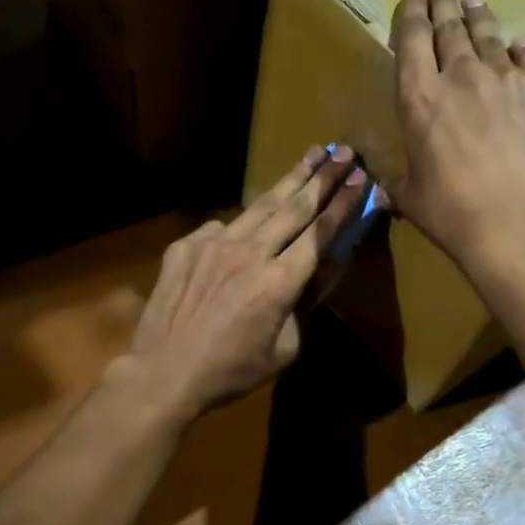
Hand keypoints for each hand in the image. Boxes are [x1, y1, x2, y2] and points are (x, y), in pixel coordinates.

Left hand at [126, 145, 368, 422]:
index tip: (361, 178)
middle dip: (323, 177)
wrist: (163, 372)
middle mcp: (249, 252)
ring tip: (310, 156)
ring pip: (259, 206)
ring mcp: (214, 243)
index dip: (343, 204)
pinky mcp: (186, 245)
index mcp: (278, 282)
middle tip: (343, 151)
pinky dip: (240, 225)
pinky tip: (246, 226)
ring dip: (288, 181)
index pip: (319, 233)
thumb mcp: (284, 350)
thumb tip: (316, 274)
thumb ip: (304, 307)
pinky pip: (221, 228)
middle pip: (294, 207)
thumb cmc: (230, 371)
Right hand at [388, 0, 524, 281]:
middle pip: (450, 27)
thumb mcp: (411, 196)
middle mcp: (461, 76)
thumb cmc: (453, 213)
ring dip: (479, 16)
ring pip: (491, 36)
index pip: (412, 40)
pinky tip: (519, 46)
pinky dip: (521, 51)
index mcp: (419, 98)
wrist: (520, 225)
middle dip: (442, 0)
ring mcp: (509, 79)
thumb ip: (397, 181)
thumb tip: (381, 190)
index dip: (412, 11)